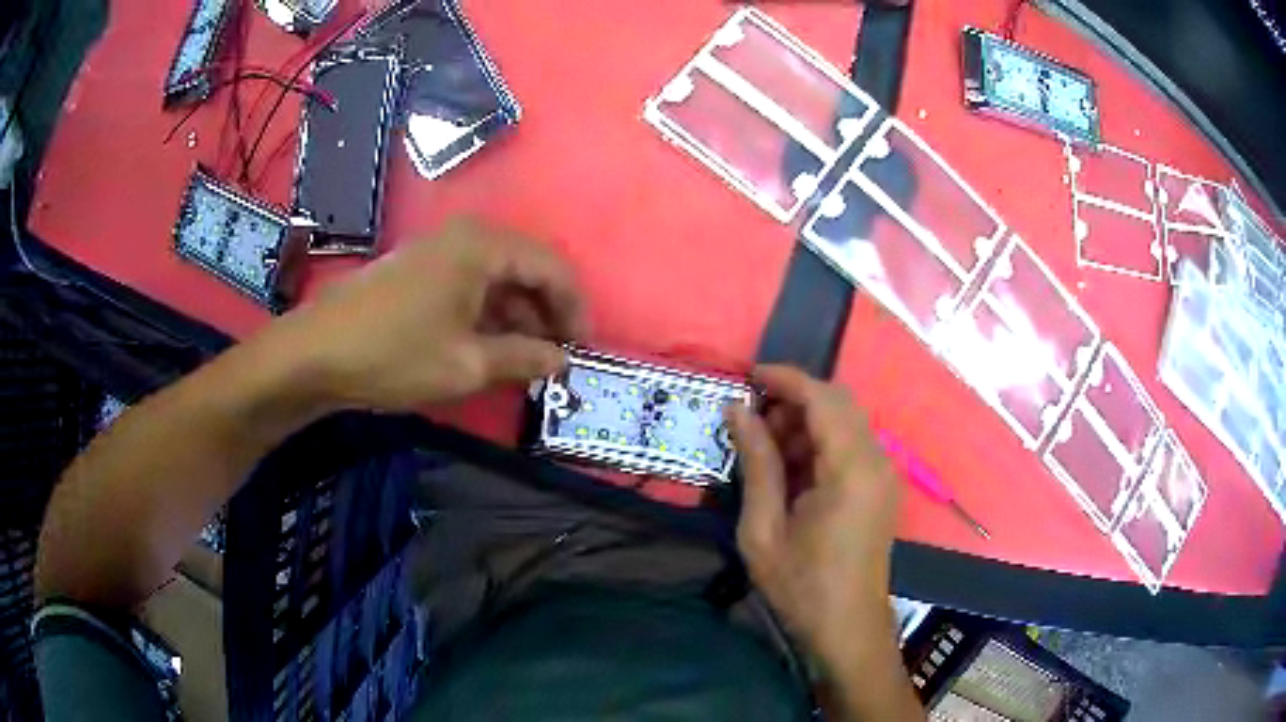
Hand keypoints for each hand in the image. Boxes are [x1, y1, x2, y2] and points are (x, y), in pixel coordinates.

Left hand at [275, 217, 587, 411]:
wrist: (315, 354)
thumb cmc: (394, 354)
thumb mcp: (467, 364)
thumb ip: (524, 358)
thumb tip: (563, 360)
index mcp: (483, 246)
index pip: (552, 267)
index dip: (574, 308)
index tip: (584, 349)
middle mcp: (464, 236)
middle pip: (526, 268)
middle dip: (546, 313)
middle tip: (556, 358)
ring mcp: (438, 250)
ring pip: (497, 278)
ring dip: (518, 316)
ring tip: (525, 360)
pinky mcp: (419, 270)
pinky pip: (470, 284)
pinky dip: (488, 314)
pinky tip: (488, 346)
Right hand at [727, 365, 900, 666]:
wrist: (847, 628)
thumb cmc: (801, 586)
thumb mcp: (764, 529)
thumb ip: (756, 463)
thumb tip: (737, 409)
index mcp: (851, 469)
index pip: (823, 398)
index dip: (785, 378)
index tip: (747, 376)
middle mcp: (876, 460)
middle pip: (838, 402)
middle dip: (794, 399)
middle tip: (752, 420)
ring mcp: (883, 473)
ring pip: (846, 421)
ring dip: (806, 421)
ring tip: (765, 447)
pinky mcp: (880, 487)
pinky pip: (851, 444)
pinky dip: (820, 442)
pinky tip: (791, 468)